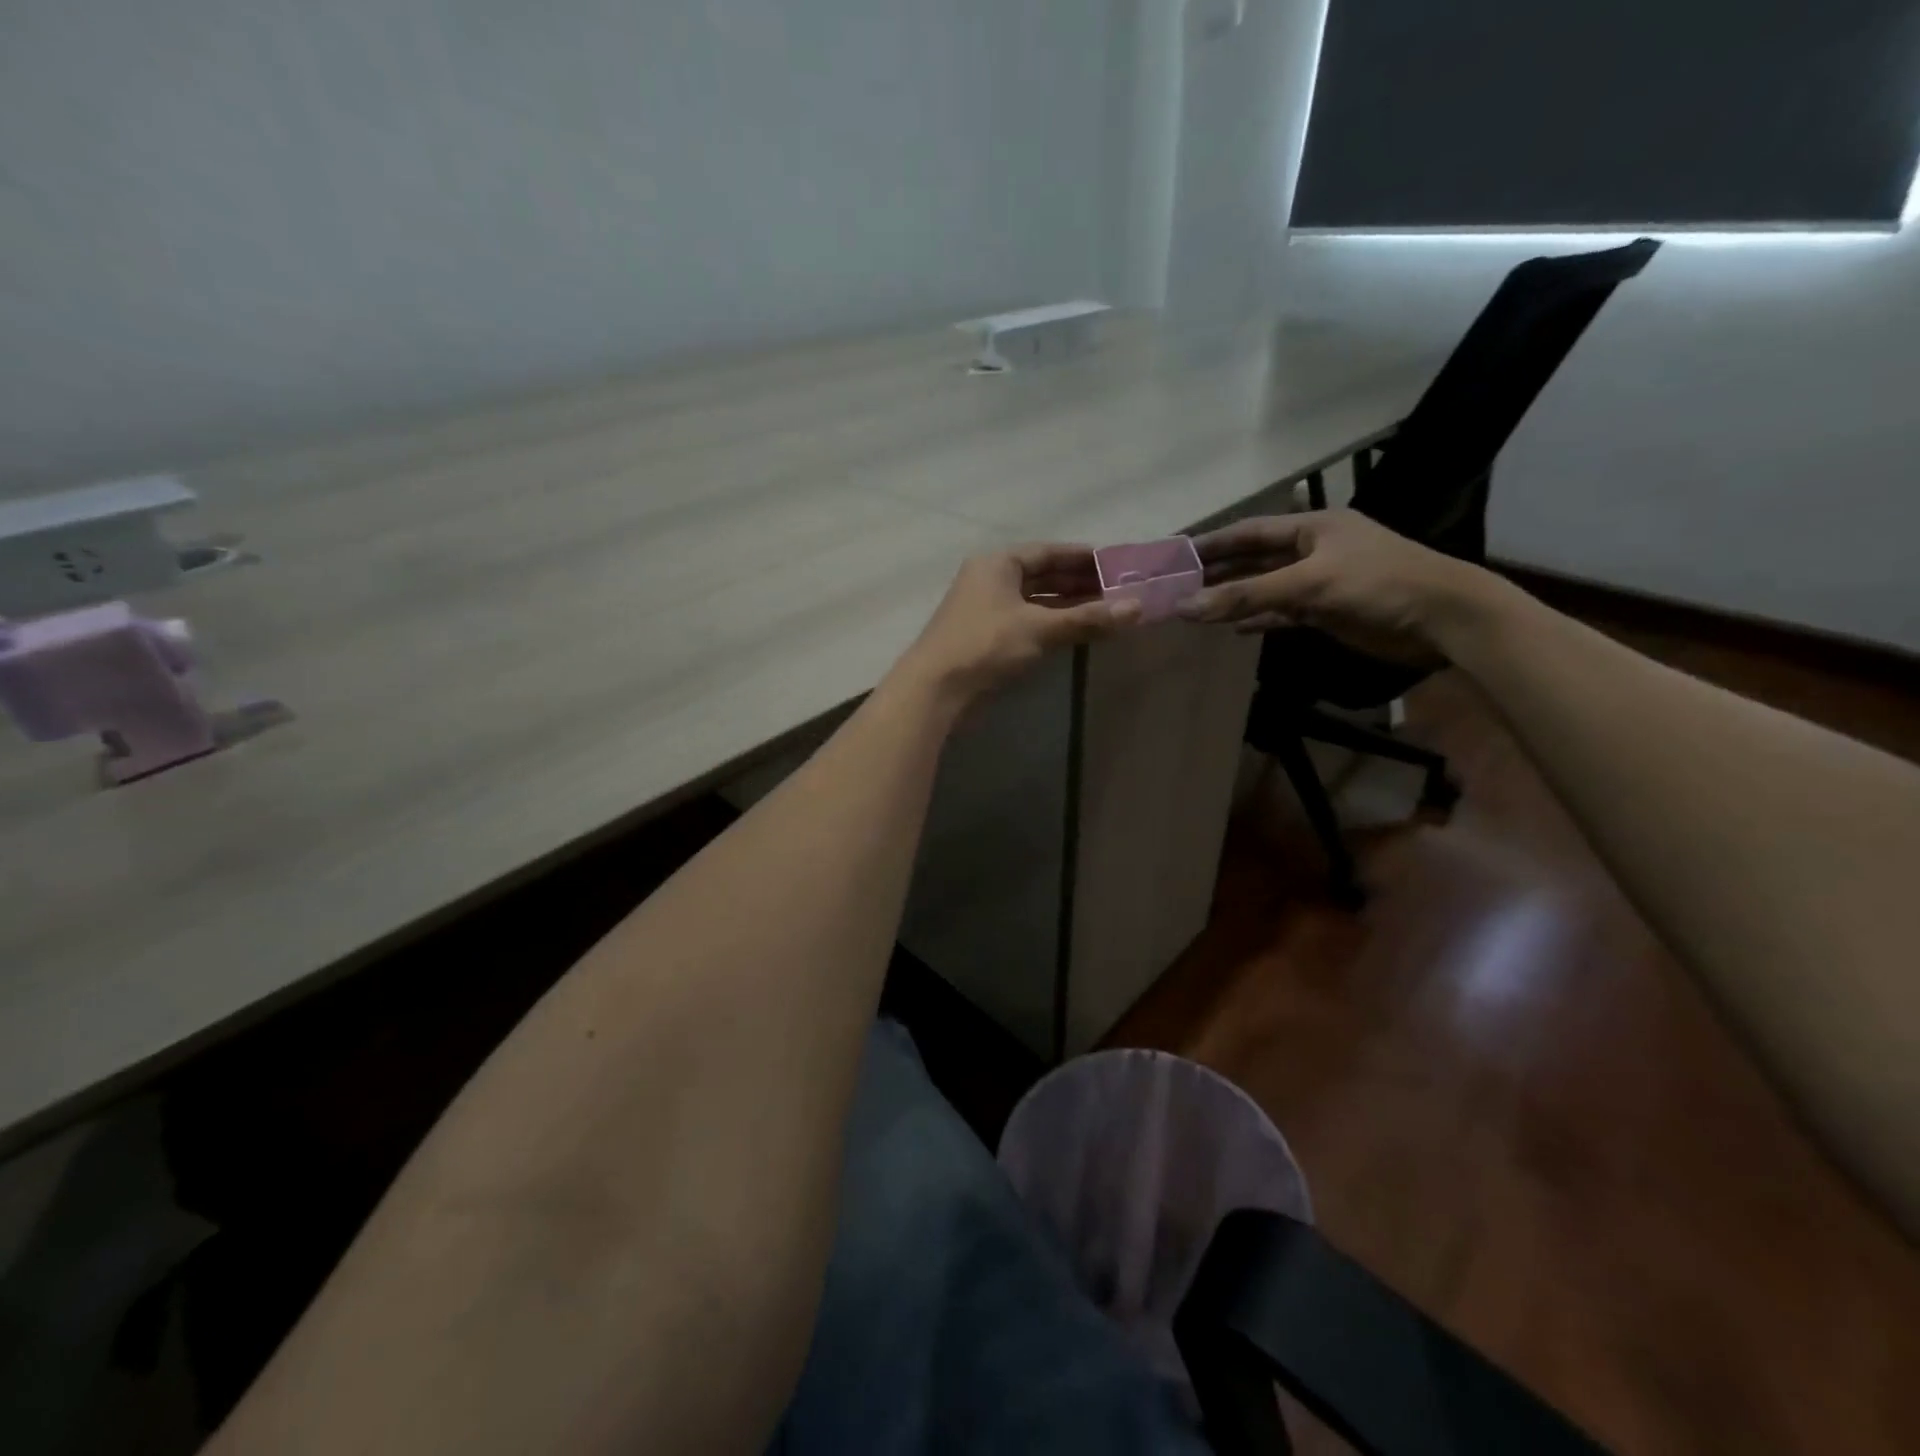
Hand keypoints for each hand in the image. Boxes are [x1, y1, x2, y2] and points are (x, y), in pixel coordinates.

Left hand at [894, 545, 1141, 705]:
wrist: (935, 690)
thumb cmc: (985, 646)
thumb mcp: (1040, 629)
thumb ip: (1087, 618)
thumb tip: (1137, 608)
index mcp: (998, 563)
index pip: (1048, 552)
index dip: (1084, 557)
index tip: (1117, 564)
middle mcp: (991, 580)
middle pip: (1043, 576)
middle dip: (1080, 583)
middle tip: (1120, 591)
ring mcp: (987, 610)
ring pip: (1036, 602)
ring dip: (1069, 606)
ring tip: (1107, 611)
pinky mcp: (987, 638)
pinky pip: (1028, 622)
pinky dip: (1052, 625)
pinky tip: (1077, 632)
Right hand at [1177, 509, 1493, 664]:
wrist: (1443, 618)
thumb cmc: (1378, 585)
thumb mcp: (1309, 584)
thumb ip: (1247, 595)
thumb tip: (1186, 607)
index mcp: (1312, 527)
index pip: (1250, 532)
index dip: (1212, 542)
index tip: (1176, 554)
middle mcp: (1313, 550)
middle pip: (1254, 560)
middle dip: (1219, 572)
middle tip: (1178, 586)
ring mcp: (1321, 581)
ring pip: (1266, 588)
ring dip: (1235, 598)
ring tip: (1196, 609)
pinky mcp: (1328, 610)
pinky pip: (1283, 612)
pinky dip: (1259, 618)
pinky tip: (1234, 628)